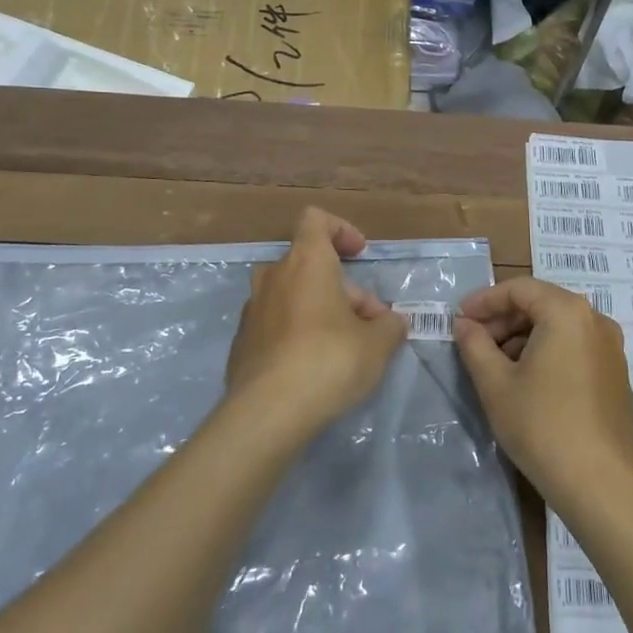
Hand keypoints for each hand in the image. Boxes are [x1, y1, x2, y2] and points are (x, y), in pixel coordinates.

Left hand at [224, 207, 407, 439]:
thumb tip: (391, 322)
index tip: (359, 254)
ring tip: (344, 347)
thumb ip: (389, 325)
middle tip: (369, 325)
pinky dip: (296, 333)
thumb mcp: (378, 343)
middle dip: (343, 289)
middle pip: (310, 265)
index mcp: (306, 261)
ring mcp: (252, 309)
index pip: (316, 220)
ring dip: (319, 310)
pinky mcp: (241, 342)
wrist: (268, 412)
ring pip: (293, 295)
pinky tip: (312, 368)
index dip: (340, 229)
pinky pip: (275, 324)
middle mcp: (274, 276)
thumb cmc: (329, 361)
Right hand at [453, 277, 632, 511]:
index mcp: (567, 312)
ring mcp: (612, 349)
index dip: (484, 300)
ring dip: (524, 337)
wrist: (599, 484)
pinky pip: (576, 349)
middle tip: (474, 343)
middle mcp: (596, 321)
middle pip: (542, 305)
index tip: (459, 319)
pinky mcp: (617, 376)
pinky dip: (548, 353)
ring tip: (496, 366)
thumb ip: (474, 345)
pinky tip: (528, 382)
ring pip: (559, 328)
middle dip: (504, 320)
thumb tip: (464, 325)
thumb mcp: (495, 383)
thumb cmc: (541, 425)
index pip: (519, 289)